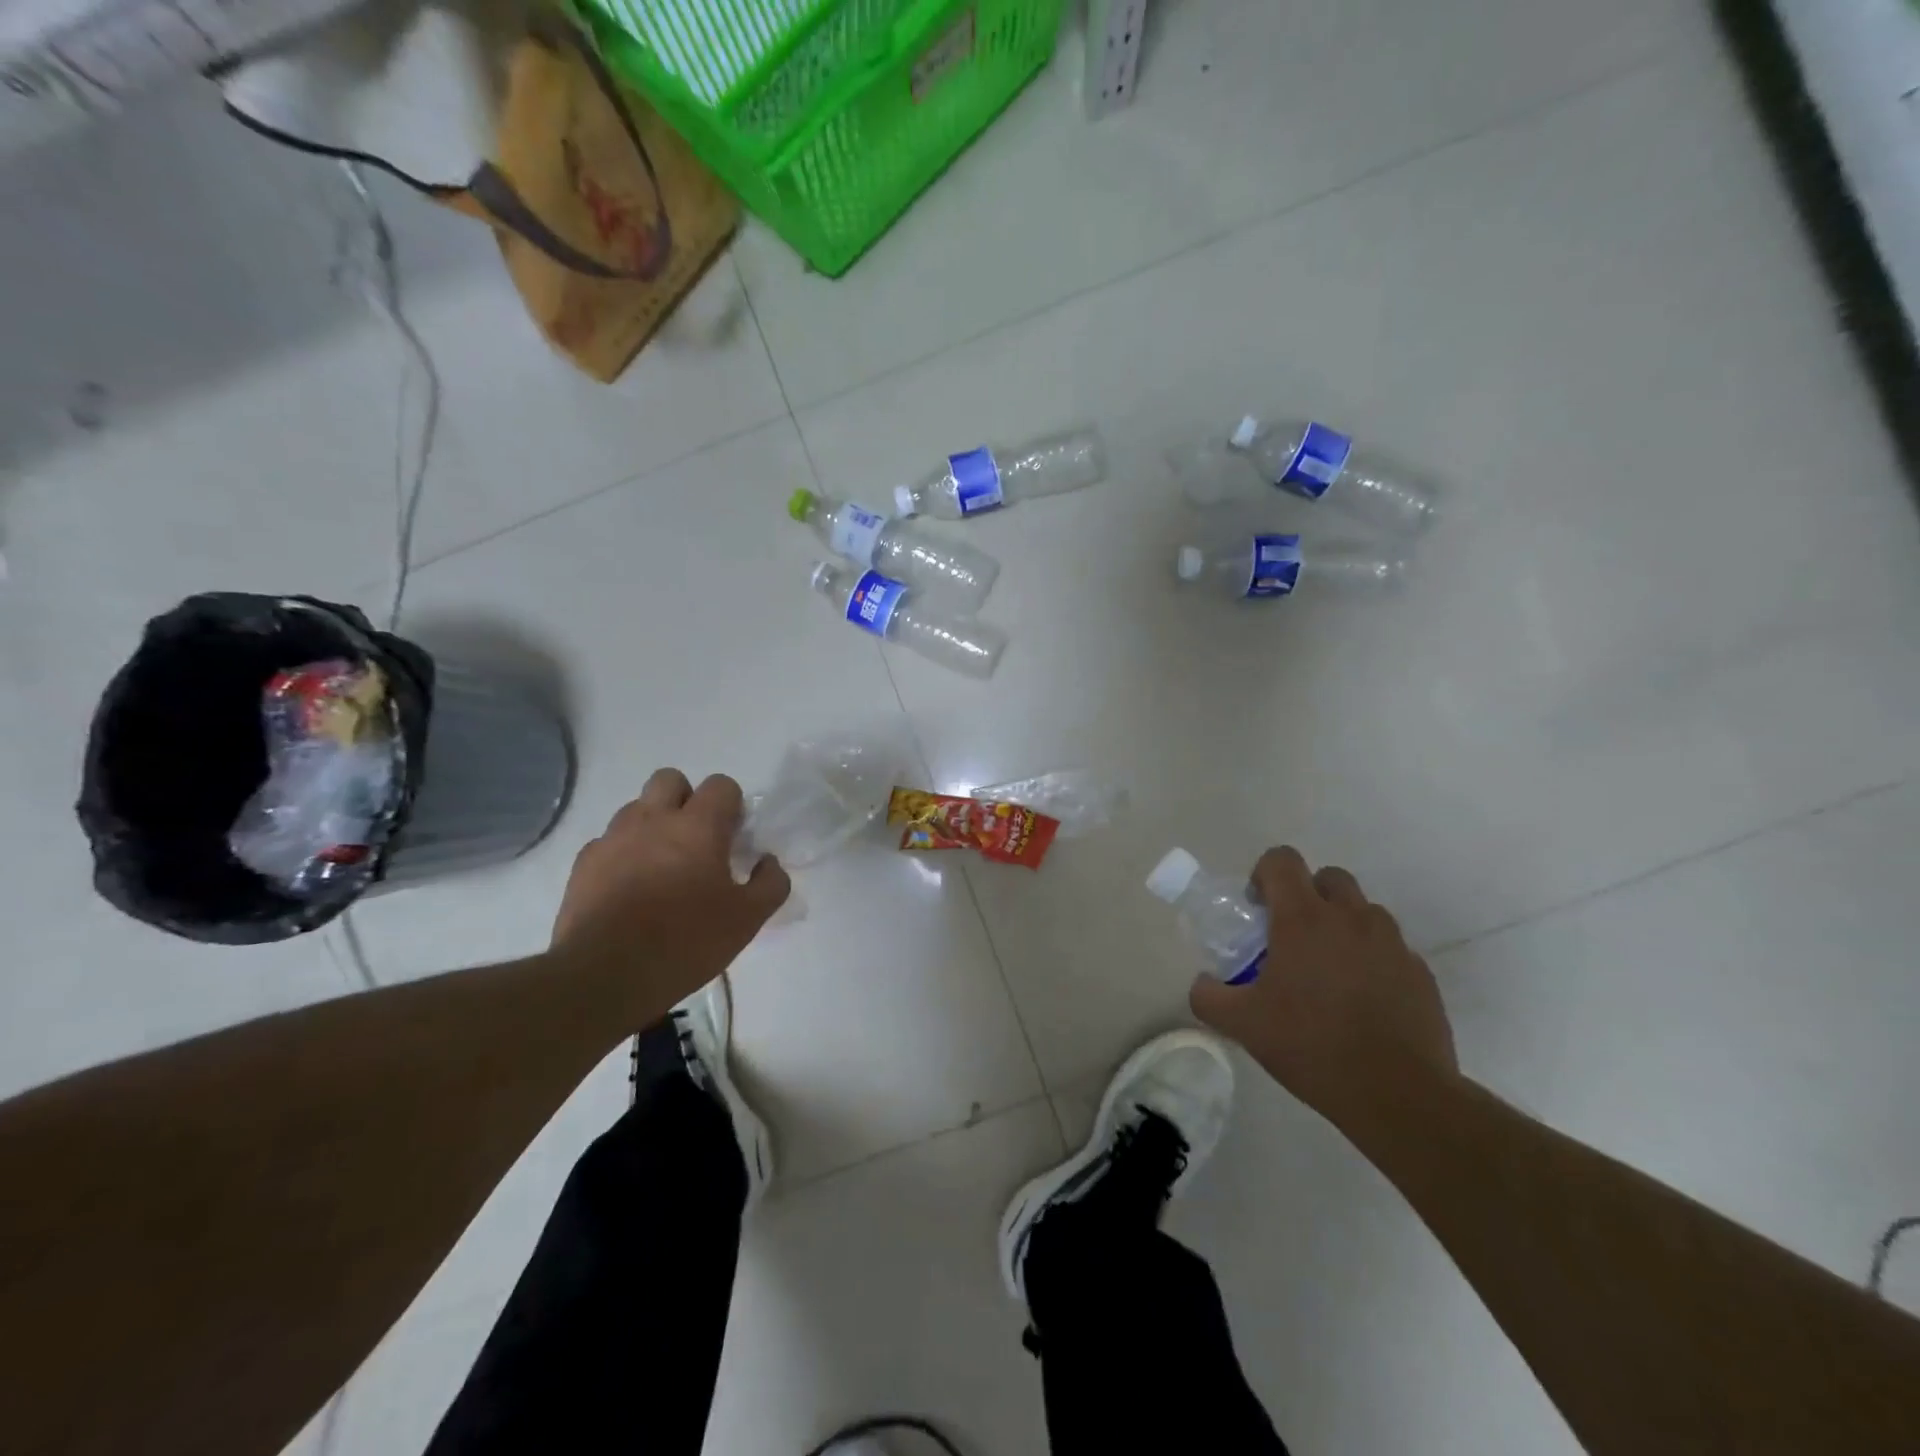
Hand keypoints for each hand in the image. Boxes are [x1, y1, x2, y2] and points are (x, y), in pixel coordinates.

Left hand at [550, 769, 789, 1021]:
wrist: (605, 976)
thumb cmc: (686, 942)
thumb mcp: (747, 920)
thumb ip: (770, 883)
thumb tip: (768, 862)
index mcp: (698, 826)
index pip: (721, 785)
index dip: (731, 806)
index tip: (733, 838)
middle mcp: (653, 819)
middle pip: (670, 779)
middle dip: (687, 800)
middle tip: (696, 840)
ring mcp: (613, 838)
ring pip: (636, 808)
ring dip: (653, 825)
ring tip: (661, 867)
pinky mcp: (583, 863)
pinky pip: (608, 842)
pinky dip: (623, 854)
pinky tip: (630, 889)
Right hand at [1189, 847, 1457, 1124]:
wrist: (1399, 1095)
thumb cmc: (1312, 1046)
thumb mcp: (1242, 1025)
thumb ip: (1209, 996)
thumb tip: (1203, 983)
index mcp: (1304, 918)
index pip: (1282, 860)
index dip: (1264, 874)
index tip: (1258, 909)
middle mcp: (1351, 918)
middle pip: (1328, 877)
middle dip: (1307, 896)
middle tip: (1292, 938)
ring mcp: (1392, 943)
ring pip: (1363, 912)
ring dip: (1342, 927)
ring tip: (1329, 973)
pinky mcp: (1420, 973)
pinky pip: (1390, 949)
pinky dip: (1372, 960)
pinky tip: (1362, 1002)